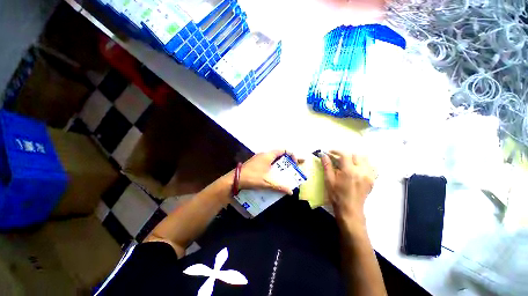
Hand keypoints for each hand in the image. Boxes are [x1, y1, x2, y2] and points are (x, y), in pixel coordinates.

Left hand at [238, 150, 298, 194]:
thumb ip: (279, 186)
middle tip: (294, 167)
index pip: (283, 150)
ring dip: (280, 163)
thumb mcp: (267, 182)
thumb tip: (291, 192)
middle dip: (288, 159)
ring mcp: (259, 158)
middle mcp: (264, 154)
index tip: (295, 163)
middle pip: (279, 154)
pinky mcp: (255, 163)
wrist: (235, 179)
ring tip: (286, 171)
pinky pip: (268, 162)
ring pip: (273, 158)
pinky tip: (274, 174)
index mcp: (268, 155)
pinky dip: (274, 166)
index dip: (291, 155)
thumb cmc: (252, 177)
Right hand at [321, 151, 376, 223]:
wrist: (350, 210)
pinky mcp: (372, 180)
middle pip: (356, 155)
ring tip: (348, 164)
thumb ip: (327, 166)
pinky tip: (357, 170)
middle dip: (346, 155)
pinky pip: (371, 167)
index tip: (330, 152)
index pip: (345, 154)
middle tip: (338, 159)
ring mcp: (369, 176)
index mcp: (349, 171)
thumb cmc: (337, 195)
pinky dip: (364, 165)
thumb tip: (323, 155)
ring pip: (365, 159)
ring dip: (355, 159)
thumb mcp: (329, 180)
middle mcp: (362, 171)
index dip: (337, 151)